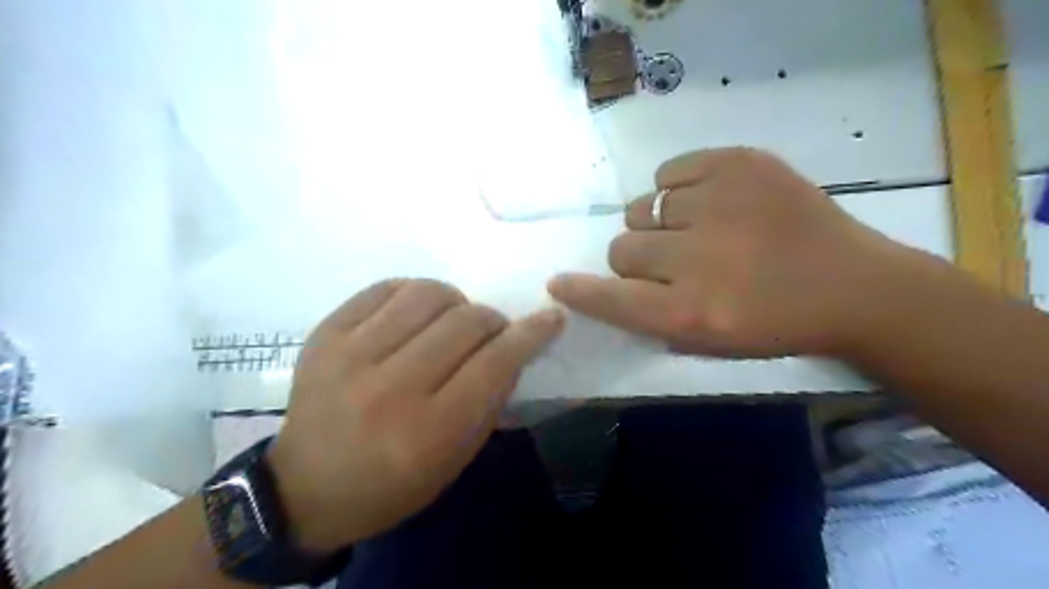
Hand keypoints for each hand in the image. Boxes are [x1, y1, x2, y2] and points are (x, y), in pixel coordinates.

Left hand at [269, 279, 565, 552]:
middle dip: (492, 320)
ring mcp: (351, 355)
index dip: (530, 334)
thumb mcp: (453, 461)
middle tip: (491, 331)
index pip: (494, 363)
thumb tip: (513, 349)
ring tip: (452, 319)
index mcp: (427, 431)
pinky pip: (384, 289)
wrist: (304, 488)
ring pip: (426, 294)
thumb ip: (489, 403)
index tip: (549, 318)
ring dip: (455, 301)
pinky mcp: (325, 334)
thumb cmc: (389, 485)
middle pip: (464, 323)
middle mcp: (390, 389)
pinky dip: (413, 293)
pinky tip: (416, 312)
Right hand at [545, 146, 918, 357]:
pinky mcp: (739, 163)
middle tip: (672, 261)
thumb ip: (650, 319)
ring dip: (659, 223)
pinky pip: (668, 172)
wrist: (854, 285)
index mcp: (690, 312)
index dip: (579, 291)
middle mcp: (697, 258)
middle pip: (621, 248)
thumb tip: (609, 286)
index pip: (610, 297)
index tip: (558, 283)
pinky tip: (708, 201)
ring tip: (697, 229)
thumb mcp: (708, 343)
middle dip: (637, 259)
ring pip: (643, 207)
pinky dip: (677, 188)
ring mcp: (719, 202)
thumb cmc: (775, 325)